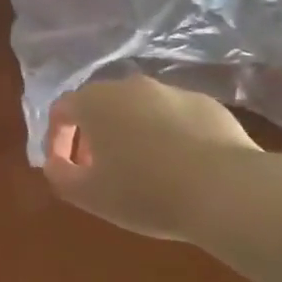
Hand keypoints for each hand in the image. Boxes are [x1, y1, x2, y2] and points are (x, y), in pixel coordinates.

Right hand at [43, 76, 259, 240]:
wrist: (226, 189)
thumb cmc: (145, 192)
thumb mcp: (89, 195)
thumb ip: (59, 175)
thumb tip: (55, 162)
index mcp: (95, 102)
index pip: (62, 110)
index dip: (57, 139)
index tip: (66, 168)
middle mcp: (130, 86)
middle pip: (101, 105)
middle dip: (94, 136)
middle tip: (100, 170)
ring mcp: (171, 91)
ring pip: (140, 109)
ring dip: (132, 133)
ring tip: (143, 171)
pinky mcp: (207, 104)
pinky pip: (175, 117)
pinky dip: (168, 135)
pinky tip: (180, 168)